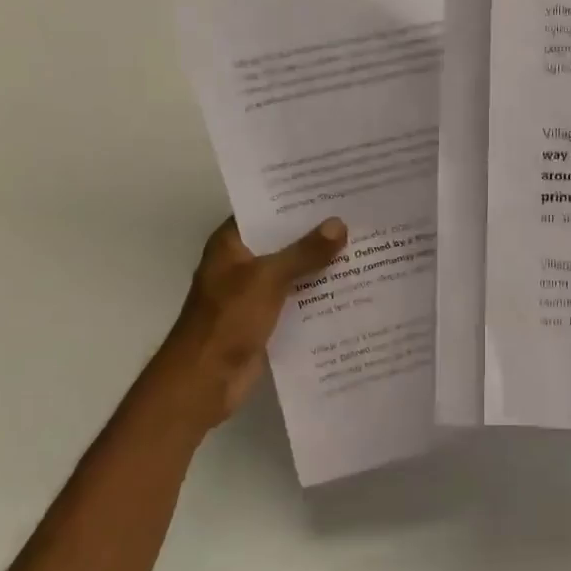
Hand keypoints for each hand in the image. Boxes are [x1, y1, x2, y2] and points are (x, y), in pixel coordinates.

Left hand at [131, 217, 346, 436]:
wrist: (204, 381)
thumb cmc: (227, 320)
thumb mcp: (268, 279)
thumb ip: (304, 252)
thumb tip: (339, 224)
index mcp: (231, 245)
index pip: (266, 210)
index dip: (296, 200)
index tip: (333, 188)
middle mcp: (241, 264)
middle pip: (283, 241)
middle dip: (317, 232)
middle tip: (359, 215)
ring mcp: (254, 293)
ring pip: (293, 271)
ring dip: (322, 265)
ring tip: (365, 246)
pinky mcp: (266, 320)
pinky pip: (297, 299)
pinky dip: (319, 294)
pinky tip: (353, 287)